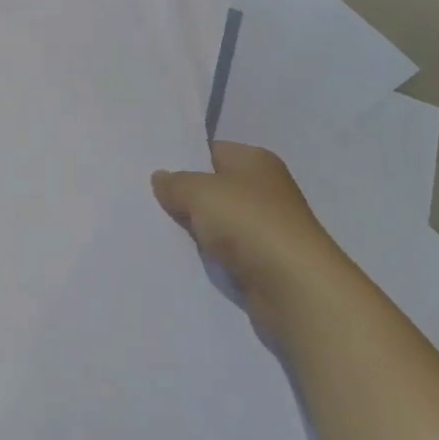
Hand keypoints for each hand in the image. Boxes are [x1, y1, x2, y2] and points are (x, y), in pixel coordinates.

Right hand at [152, 142, 336, 323]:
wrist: (294, 288)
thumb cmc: (250, 223)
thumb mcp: (201, 192)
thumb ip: (175, 183)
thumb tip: (161, 178)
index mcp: (255, 161)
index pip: (211, 151)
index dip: (182, 160)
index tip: (149, 170)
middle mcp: (263, 190)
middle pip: (213, 187)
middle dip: (183, 196)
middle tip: (144, 200)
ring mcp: (265, 228)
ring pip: (216, 222)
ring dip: (194, 229)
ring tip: (154, 230)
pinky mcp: (262, 262)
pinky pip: (224, 252)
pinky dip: (206, 255)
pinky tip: (180, 257)